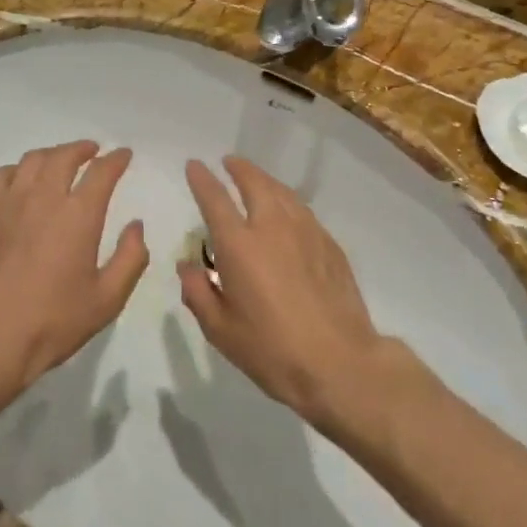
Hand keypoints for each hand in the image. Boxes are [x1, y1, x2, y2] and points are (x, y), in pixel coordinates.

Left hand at [0, 141, 149, 399]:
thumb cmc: (53, 321)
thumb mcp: (107, 300)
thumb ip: (130, 259)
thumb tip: (136, 226)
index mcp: (79, 215)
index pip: (102, 172)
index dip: (116, 159)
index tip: (123, 155)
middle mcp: (44, 197)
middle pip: (65, 156)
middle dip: (83, 149)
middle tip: (93, 152)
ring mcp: (10, 201)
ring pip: (32, 160)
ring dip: (52, 154)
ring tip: (60, 161)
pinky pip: (0, 175)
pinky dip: (16, 170)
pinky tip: (20, 181)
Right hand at [177, 157, 392, 426]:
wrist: (339, 363)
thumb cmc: (271, 350)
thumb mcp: (220, 331)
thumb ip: (198, 293)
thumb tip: (187, 267)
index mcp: (239, 245)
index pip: (215, 198)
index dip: (202, 179)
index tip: (194, 165)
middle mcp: (272, 227)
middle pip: (254, 182)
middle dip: (239, 168)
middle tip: (230, 163)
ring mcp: (306, 232)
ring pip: (283, 192)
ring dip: (265, 181)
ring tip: (257, 181)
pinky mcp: (330, 245)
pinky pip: (303, 211)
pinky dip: (288, 203)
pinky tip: (288, 214)